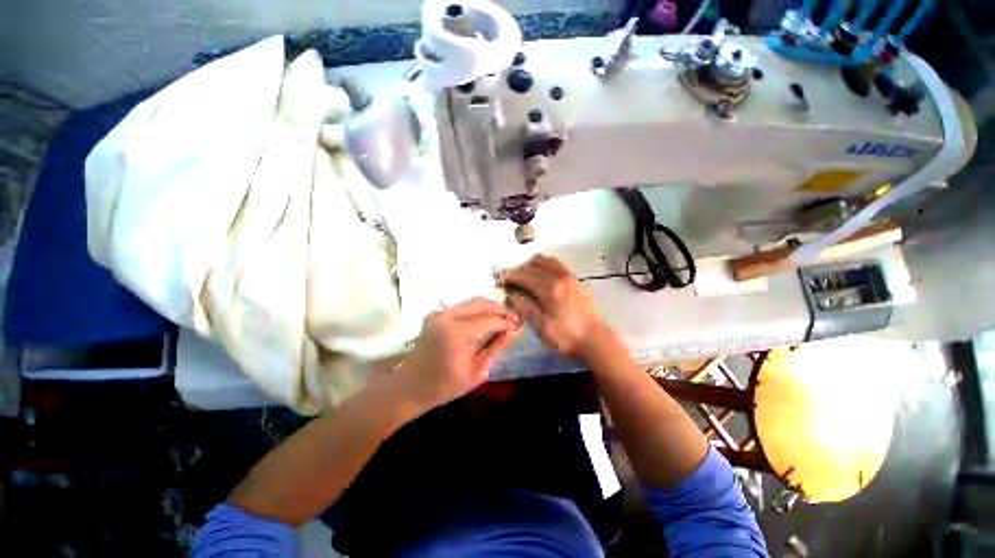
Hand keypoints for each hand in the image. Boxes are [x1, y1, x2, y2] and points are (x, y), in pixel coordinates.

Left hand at [396, 297, 520, 410]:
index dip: (506, 322)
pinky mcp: (435, 315)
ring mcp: (439, 313)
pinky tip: (484, 320)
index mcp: (457, 332)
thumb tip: (512, 331)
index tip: (519, 327)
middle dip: (499, 310)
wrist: (410, 387)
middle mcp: (447, 316)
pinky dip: (476, 310)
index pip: (489, 320)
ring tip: (502, 319)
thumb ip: (495, 348)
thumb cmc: (445, 386)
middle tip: (513, 319)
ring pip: (471, 302)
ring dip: (488, 308)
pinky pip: (461, 307)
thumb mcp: (476, 372)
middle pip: (480, 304)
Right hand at [501, 254, 607, 358]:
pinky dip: (545, 266)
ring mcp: (570, 276)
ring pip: (548, 260)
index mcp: (550, 288)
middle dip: (520, 268)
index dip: (510, 275)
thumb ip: (525, 308)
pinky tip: (541, 279)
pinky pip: (557, 265)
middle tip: (511, 279)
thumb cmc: (566, 336)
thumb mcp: (542, 326)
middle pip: (535, 263)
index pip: (525, 275)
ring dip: (533, 265)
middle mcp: (560, 276)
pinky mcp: (576, 280)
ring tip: (525, 277)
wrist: (595, 340)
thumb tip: (511, 295)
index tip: (500, 279)